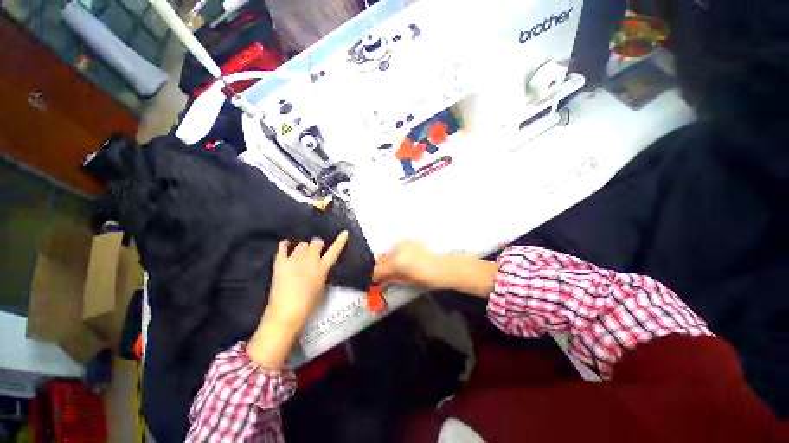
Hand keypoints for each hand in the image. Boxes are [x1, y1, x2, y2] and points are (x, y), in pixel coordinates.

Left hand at [265, 231, 348, 329]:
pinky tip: (286, 244)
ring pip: (302, 244)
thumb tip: (318, 268)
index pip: (334, 251)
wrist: (286, 311)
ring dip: (303, 248)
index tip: (344, 233)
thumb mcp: (321, 288)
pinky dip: (285, 244)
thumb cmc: (308, 304)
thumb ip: (321, 274)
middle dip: (317, 245)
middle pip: (316, 243)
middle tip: (315, 250)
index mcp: (322, 267)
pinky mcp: (281, 262)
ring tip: (301, 255)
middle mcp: (310, 260)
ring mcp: (295, 259)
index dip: (340, 241)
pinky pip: (282, 247)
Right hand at [373, 240, 442, 287]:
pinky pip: (397, 246)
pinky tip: (405, 258)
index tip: (378, 281)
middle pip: (381, 258)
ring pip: (389, 251)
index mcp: (396, 263)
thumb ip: (391, 280)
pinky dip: (397, 253)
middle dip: (382, 266)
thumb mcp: (406, 281)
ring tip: (398, 266)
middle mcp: (397, 250)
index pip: (378, 269)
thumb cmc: (425, 278)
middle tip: (387, 274)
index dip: (376, 277)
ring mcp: (403, 243)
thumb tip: (381, 282)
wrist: (442, 266)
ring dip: (390, 259)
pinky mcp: (409, 240)